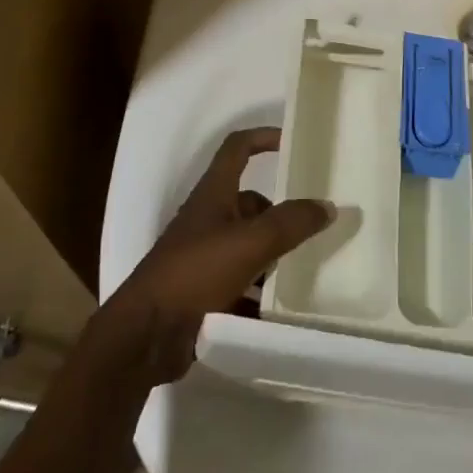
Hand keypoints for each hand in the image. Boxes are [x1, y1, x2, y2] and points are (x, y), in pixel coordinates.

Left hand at [98, 127, 331, 384]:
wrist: (145, 335)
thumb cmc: (195, 272)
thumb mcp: (251, 242)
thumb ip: (291, 223)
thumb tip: (327, 206)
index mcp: (213, 194)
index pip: (238, 148)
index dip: (264, 137)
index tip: (294, 142)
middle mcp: (207, 218)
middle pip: (251, 204)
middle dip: (280, 215)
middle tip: (313, 229)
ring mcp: (203, 256)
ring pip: (248, 246)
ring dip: (273, 257)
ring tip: (305, 271)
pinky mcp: (202, 292)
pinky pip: (240, 283)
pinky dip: (259, 292)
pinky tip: (282, 309)